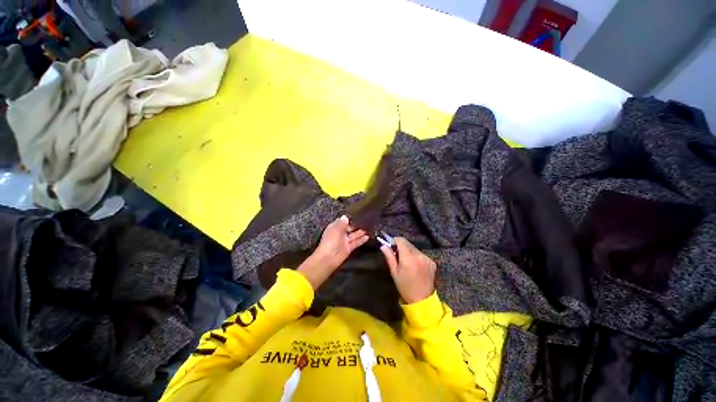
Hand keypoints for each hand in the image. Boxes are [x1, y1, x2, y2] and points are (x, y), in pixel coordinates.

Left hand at [298, 215, 368, 288]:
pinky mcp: (349, 248)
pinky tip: (368, 236)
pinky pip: (356, 242)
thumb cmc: (331, 241)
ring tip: (369, 228)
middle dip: (356, 225)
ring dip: (360, 232)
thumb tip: (346, 216)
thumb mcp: (336, 229)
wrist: (329, 258)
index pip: (342, 221)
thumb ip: (342, 223)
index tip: (357, 215)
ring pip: (354, 235)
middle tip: (366, 220)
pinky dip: (361, 240)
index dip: (349, 219)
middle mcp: (340, 234)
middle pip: (349, 228)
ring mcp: (344, 241)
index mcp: (334, 228)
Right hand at [380, 237, 436, 303]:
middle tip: (397, 255)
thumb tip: (383, 245)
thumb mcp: (394, 272)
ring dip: (409, 251)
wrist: (422, 300)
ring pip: (414, 248)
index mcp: (408, 258)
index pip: (401, 241)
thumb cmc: (405, 287)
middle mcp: (419, 255)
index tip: (391, 246)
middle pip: (408, 244)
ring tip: (406, 262)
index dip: (395, 241)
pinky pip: (421, 254)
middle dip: (401, 246)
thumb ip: (389, 257)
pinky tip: (415, 266)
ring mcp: (427, 258)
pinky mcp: (432, 261)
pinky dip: (416, 256)